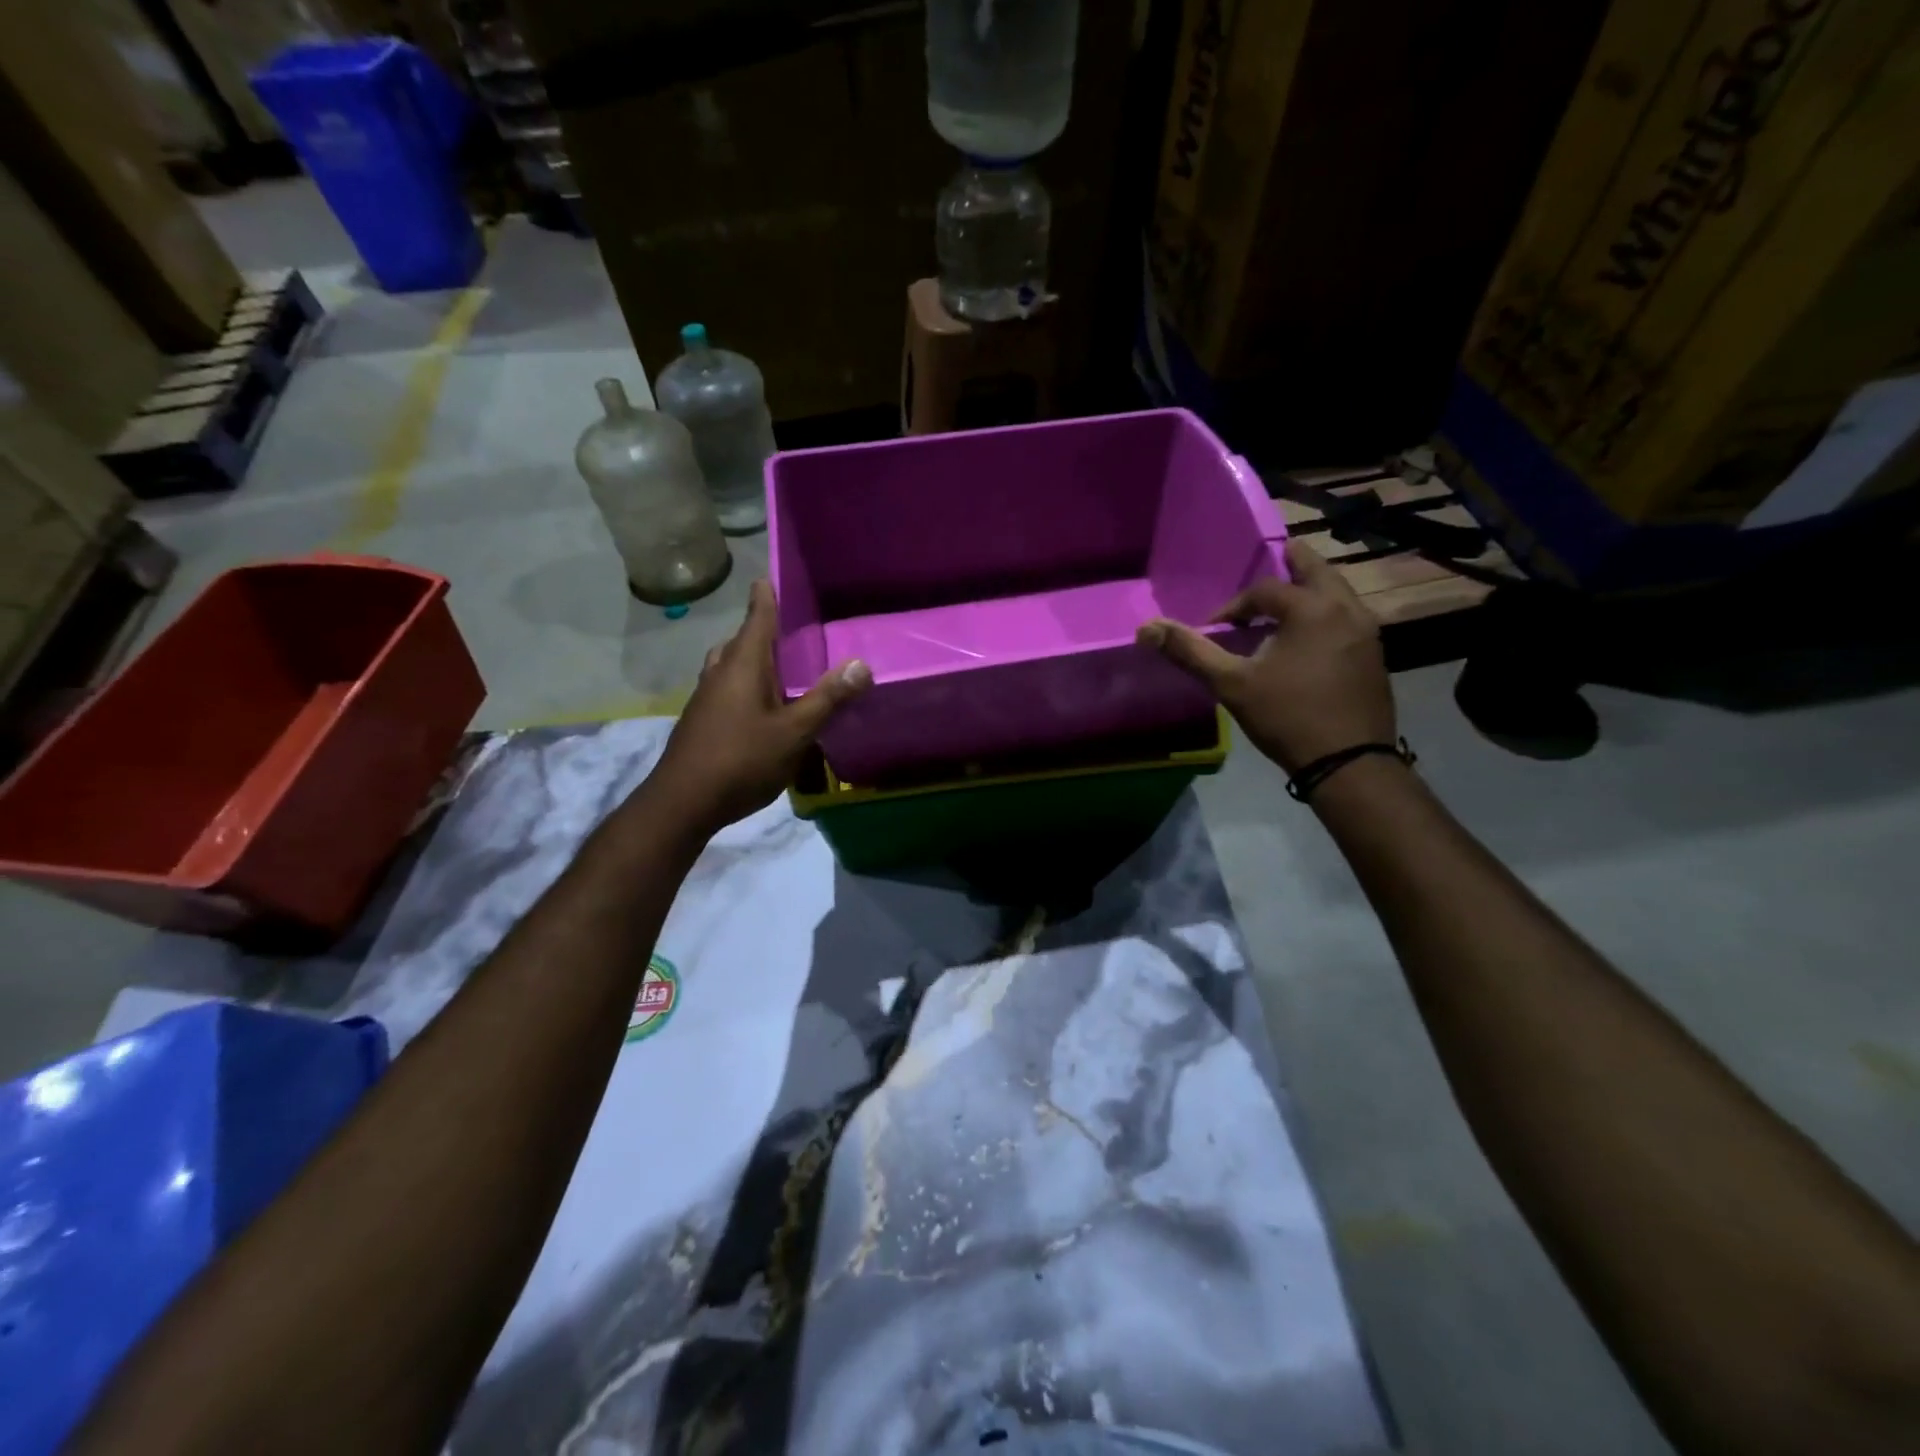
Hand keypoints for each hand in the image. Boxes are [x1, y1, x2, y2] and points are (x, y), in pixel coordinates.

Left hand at [649, 579, 870, 833]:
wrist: (683, 802)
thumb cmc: (741, 760)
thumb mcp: (794, 732)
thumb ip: (827, 699)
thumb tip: (861, 665)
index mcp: (743, 665)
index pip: (757, 618)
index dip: (766, 595)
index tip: (772, 575)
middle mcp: (720, 673)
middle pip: (741, 641)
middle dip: (761, 630)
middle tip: (790, 629)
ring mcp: (706, 698)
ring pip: (730, 666)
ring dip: (751, 659)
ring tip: (779, 667)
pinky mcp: (702, 721)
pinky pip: (726, 688)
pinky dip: (745, 685)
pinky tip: (763, 708)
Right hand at [1136, 538, 1395, 773]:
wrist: (1349, 763)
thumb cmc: (1287, 717)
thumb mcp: (1232, 684)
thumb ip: (1191, 652)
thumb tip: (1146, 629)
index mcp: (1311, 608)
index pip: (1265, 589)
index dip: (1234, 606)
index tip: (1215, 631)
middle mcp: (1346, 608)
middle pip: (1316, 570)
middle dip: (1290, 567)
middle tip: (1273, 565)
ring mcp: (1367, 632)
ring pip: (1338, 593)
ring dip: (1310, 591)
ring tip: (1285, 605)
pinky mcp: (1375, 656)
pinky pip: (1348, 617)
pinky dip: (1326, 613)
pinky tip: (1308, 640)